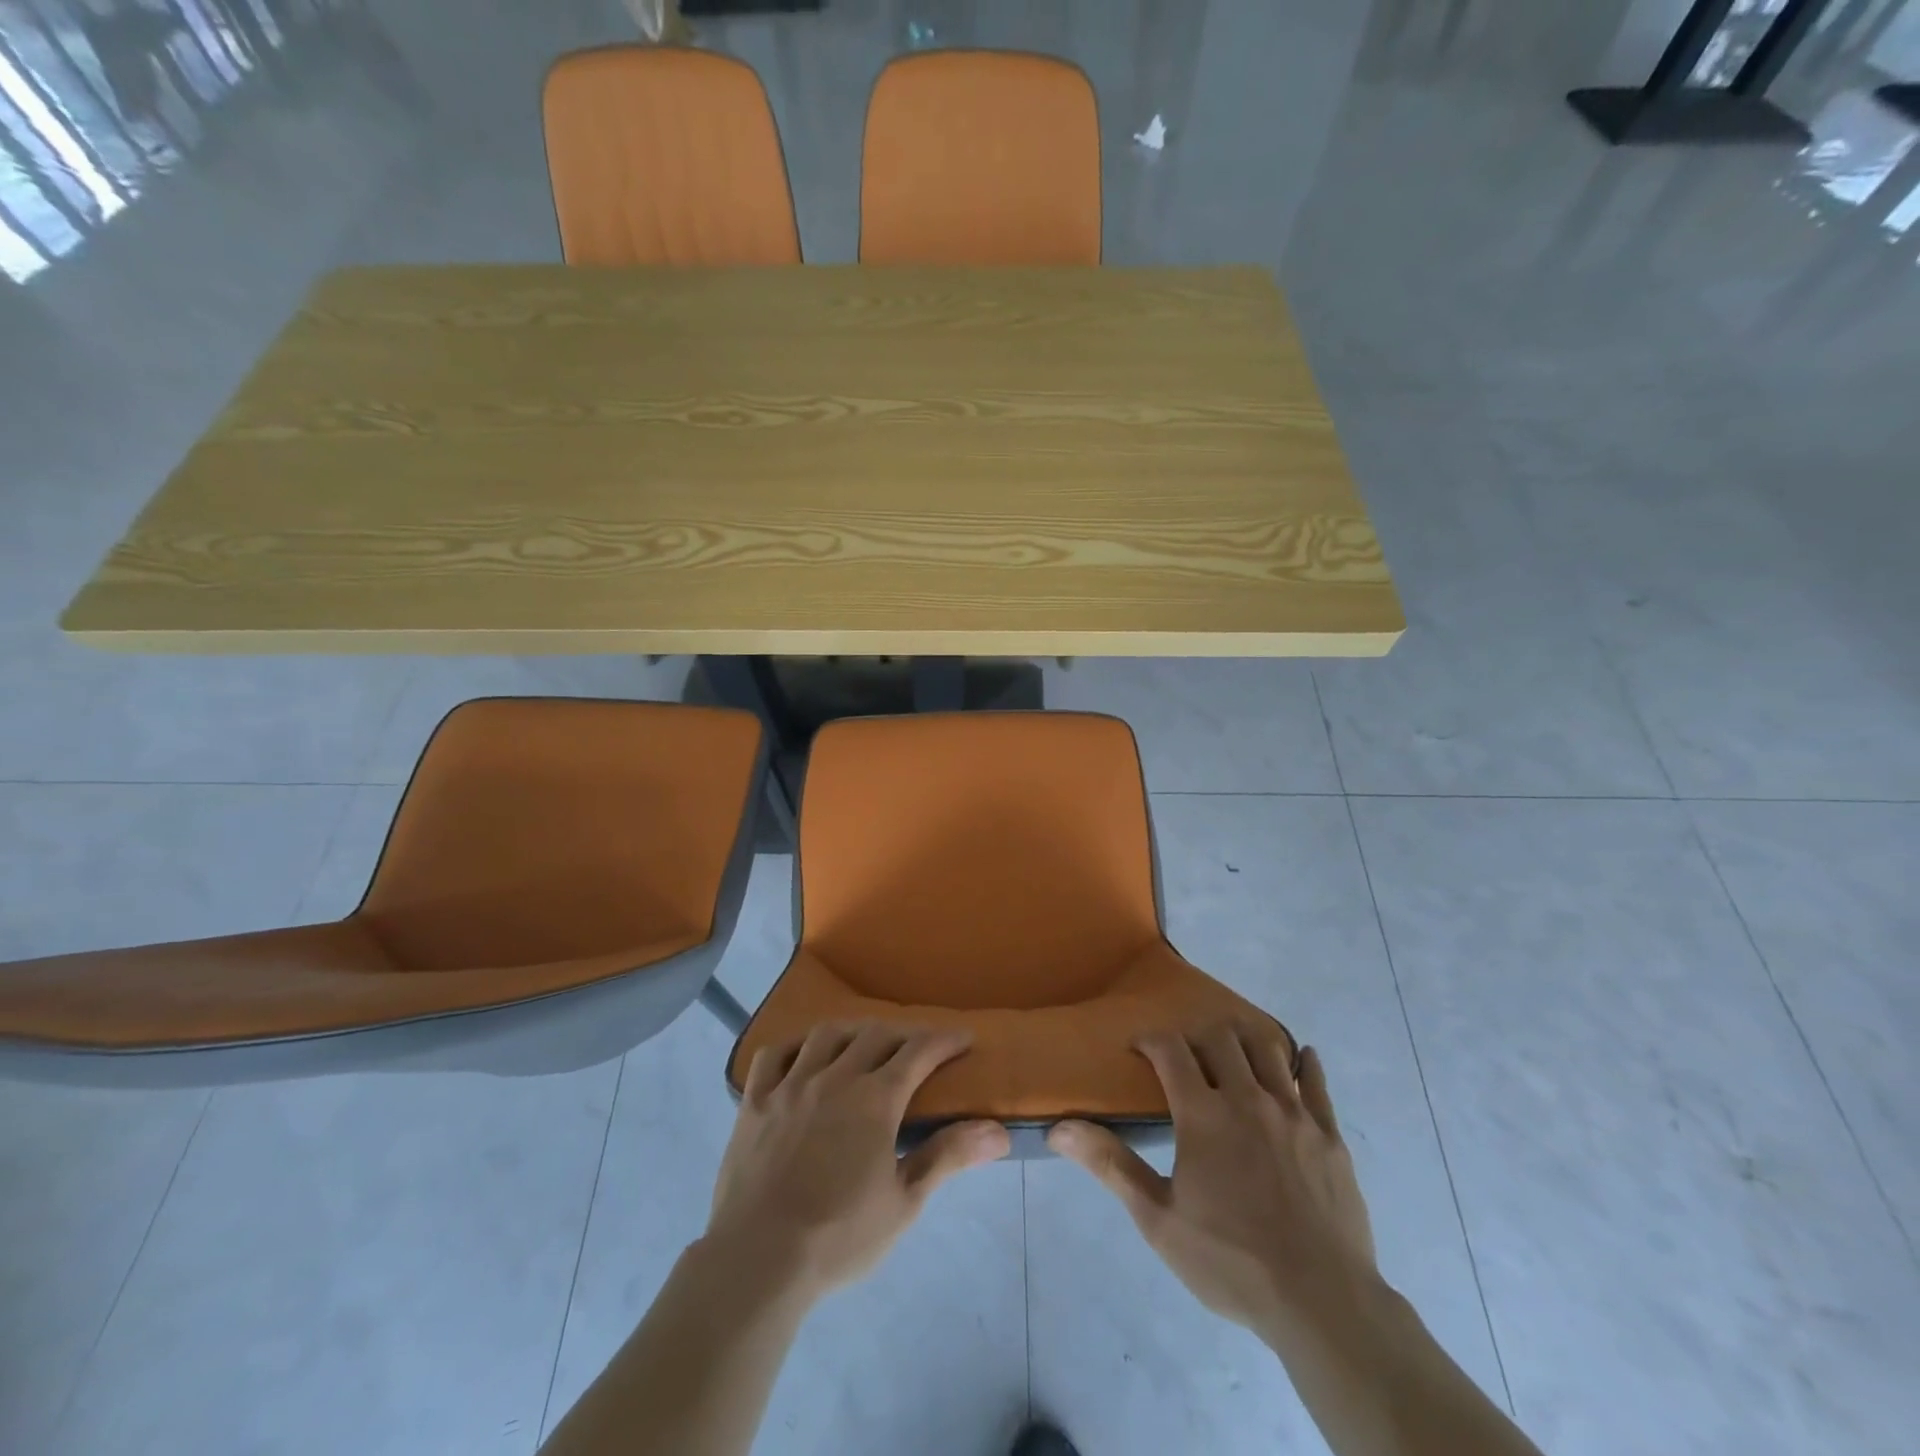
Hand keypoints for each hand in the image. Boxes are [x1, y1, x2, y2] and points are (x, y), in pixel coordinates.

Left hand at [704, 1022, 1010, 1299]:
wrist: (757, 1261)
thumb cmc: (839, 1237)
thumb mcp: (904, 1203)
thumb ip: (948, 1156)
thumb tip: (998, 1130)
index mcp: (875, 1099)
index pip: (918, 1053)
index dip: (944, 1041)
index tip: (963, 1038)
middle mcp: (835, 1077)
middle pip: (875, 1036)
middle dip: (903, 1035)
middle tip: (917, 1048)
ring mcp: (790, 1085)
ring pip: (826, 1035)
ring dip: (852, 1033)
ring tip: (863, 1044)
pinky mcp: (754, 1101)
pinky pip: (774, 1055)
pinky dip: (794, 1046)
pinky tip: (803, 1055)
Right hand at [1049, 1023, 1376, 1337]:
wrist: (1321, 1303)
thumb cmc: (1230, 1262)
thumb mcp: (1158, 1219)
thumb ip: (1110, 1165)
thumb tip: (1058, 1127)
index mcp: (1203, 1113)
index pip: (1170, 1049)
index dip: (1150, 1039)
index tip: (1138, 1047)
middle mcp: (1247, 1098)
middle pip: (1220, 1038)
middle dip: (1196, 1036)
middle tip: (1184, 1056)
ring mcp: (1294, 1113)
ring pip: (1267, 1049)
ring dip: (1245, 1041)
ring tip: (1233, 1052)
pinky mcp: (1329, 1135)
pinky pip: (1316, 1083)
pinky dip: (1306, 1063)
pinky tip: (1302, 1057)